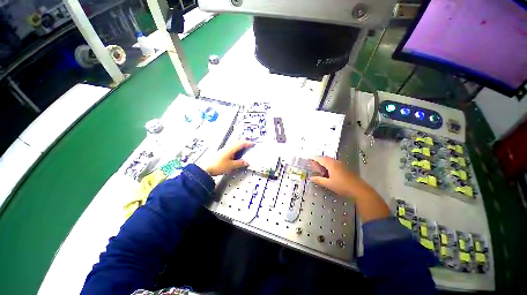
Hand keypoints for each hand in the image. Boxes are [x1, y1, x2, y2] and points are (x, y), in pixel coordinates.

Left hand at [204, 141, 253, 175]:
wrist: (206, 168)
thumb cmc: (219, 166)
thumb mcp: (231, 166)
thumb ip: (239, 163)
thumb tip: (247, 162)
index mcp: (231, 149)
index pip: (241, 144)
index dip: (247, 143)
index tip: (253, 144)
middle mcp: (228, 147)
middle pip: (237, 142)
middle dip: (244, 142)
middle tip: (249, 145)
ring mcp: (224, 149)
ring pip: (234, 144)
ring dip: (240, 144)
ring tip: (244, 148)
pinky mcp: (222, 152)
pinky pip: (231, 147)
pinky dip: (236, 148)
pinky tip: (236, 152)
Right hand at [310, 156, 389, 221]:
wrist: (359, 189)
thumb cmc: (342, 186)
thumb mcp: (328, 184)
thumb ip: (319, 180)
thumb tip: (310, 178)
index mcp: (331, 164)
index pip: (320, 159)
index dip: (314, 158)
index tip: (309, 158)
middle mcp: (336, 162)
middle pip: (325, 158)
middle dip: (319, 159)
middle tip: (313, 162)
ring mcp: (341, 164)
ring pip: (330, 160)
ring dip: (324, 161)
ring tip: (319, 165)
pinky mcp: (344, 168)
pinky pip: (334, 162)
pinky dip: (329, 163)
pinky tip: (328, 169)